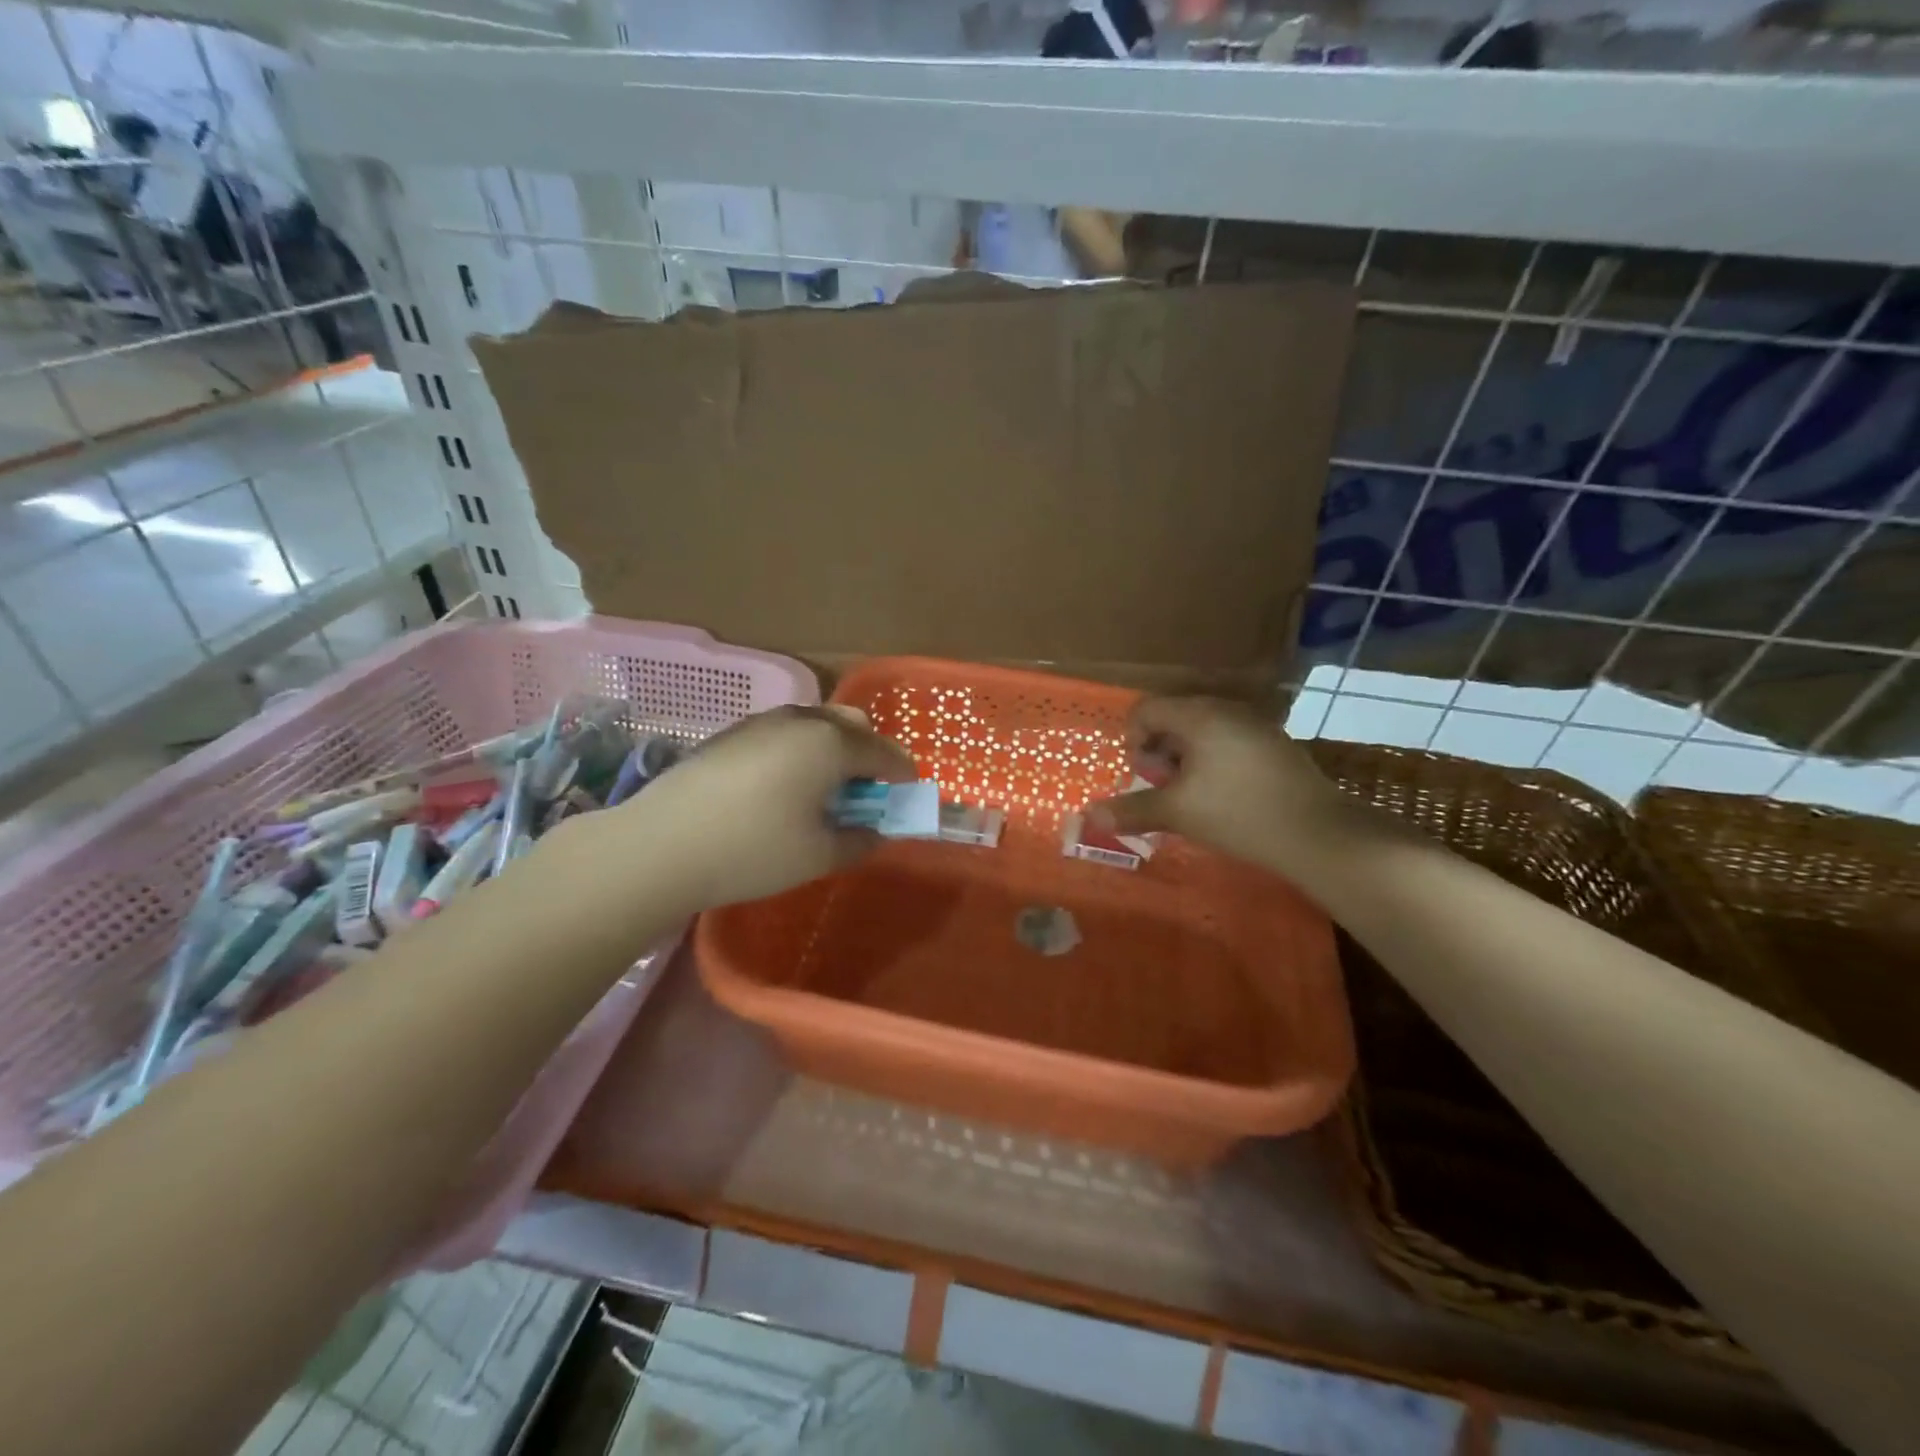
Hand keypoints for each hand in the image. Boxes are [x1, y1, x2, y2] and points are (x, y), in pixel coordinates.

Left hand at [611, 705, 916, 911]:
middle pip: (852, 724)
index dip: (902, 773)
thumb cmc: (753, 850)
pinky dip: (800, 750)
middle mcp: (800, 720)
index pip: (883, 752)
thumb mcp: (818, 855)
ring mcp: (762, 722)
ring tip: (824, 789)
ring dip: (833, 748)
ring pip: (816, 723)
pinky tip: (782, 786)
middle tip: (866, 791)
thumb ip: (859, 840)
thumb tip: (874, 831)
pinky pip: (784, 732)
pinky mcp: (731, 733)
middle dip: (869, 753)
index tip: (907, 793)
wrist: (661, 845)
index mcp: (830, 744)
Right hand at [1087, 696, 1359, 882]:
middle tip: (1164, 788)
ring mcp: (1255, 725)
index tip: (1143, 774)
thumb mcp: (1176, 813)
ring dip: (1185, 759)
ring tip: (1191, 796)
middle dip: (1159, 752)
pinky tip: (1224, 797)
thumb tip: (1088, 816)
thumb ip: (1131, 809)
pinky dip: (1213, 762)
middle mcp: (1226, 709)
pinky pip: (1229, 742)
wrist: (1318, 833)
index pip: (1146, 709)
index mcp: (1198, 715)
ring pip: (1203, 731)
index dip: (1134, 740)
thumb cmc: (1237, 813)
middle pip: (1174, 718)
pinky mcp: (1275, 745)